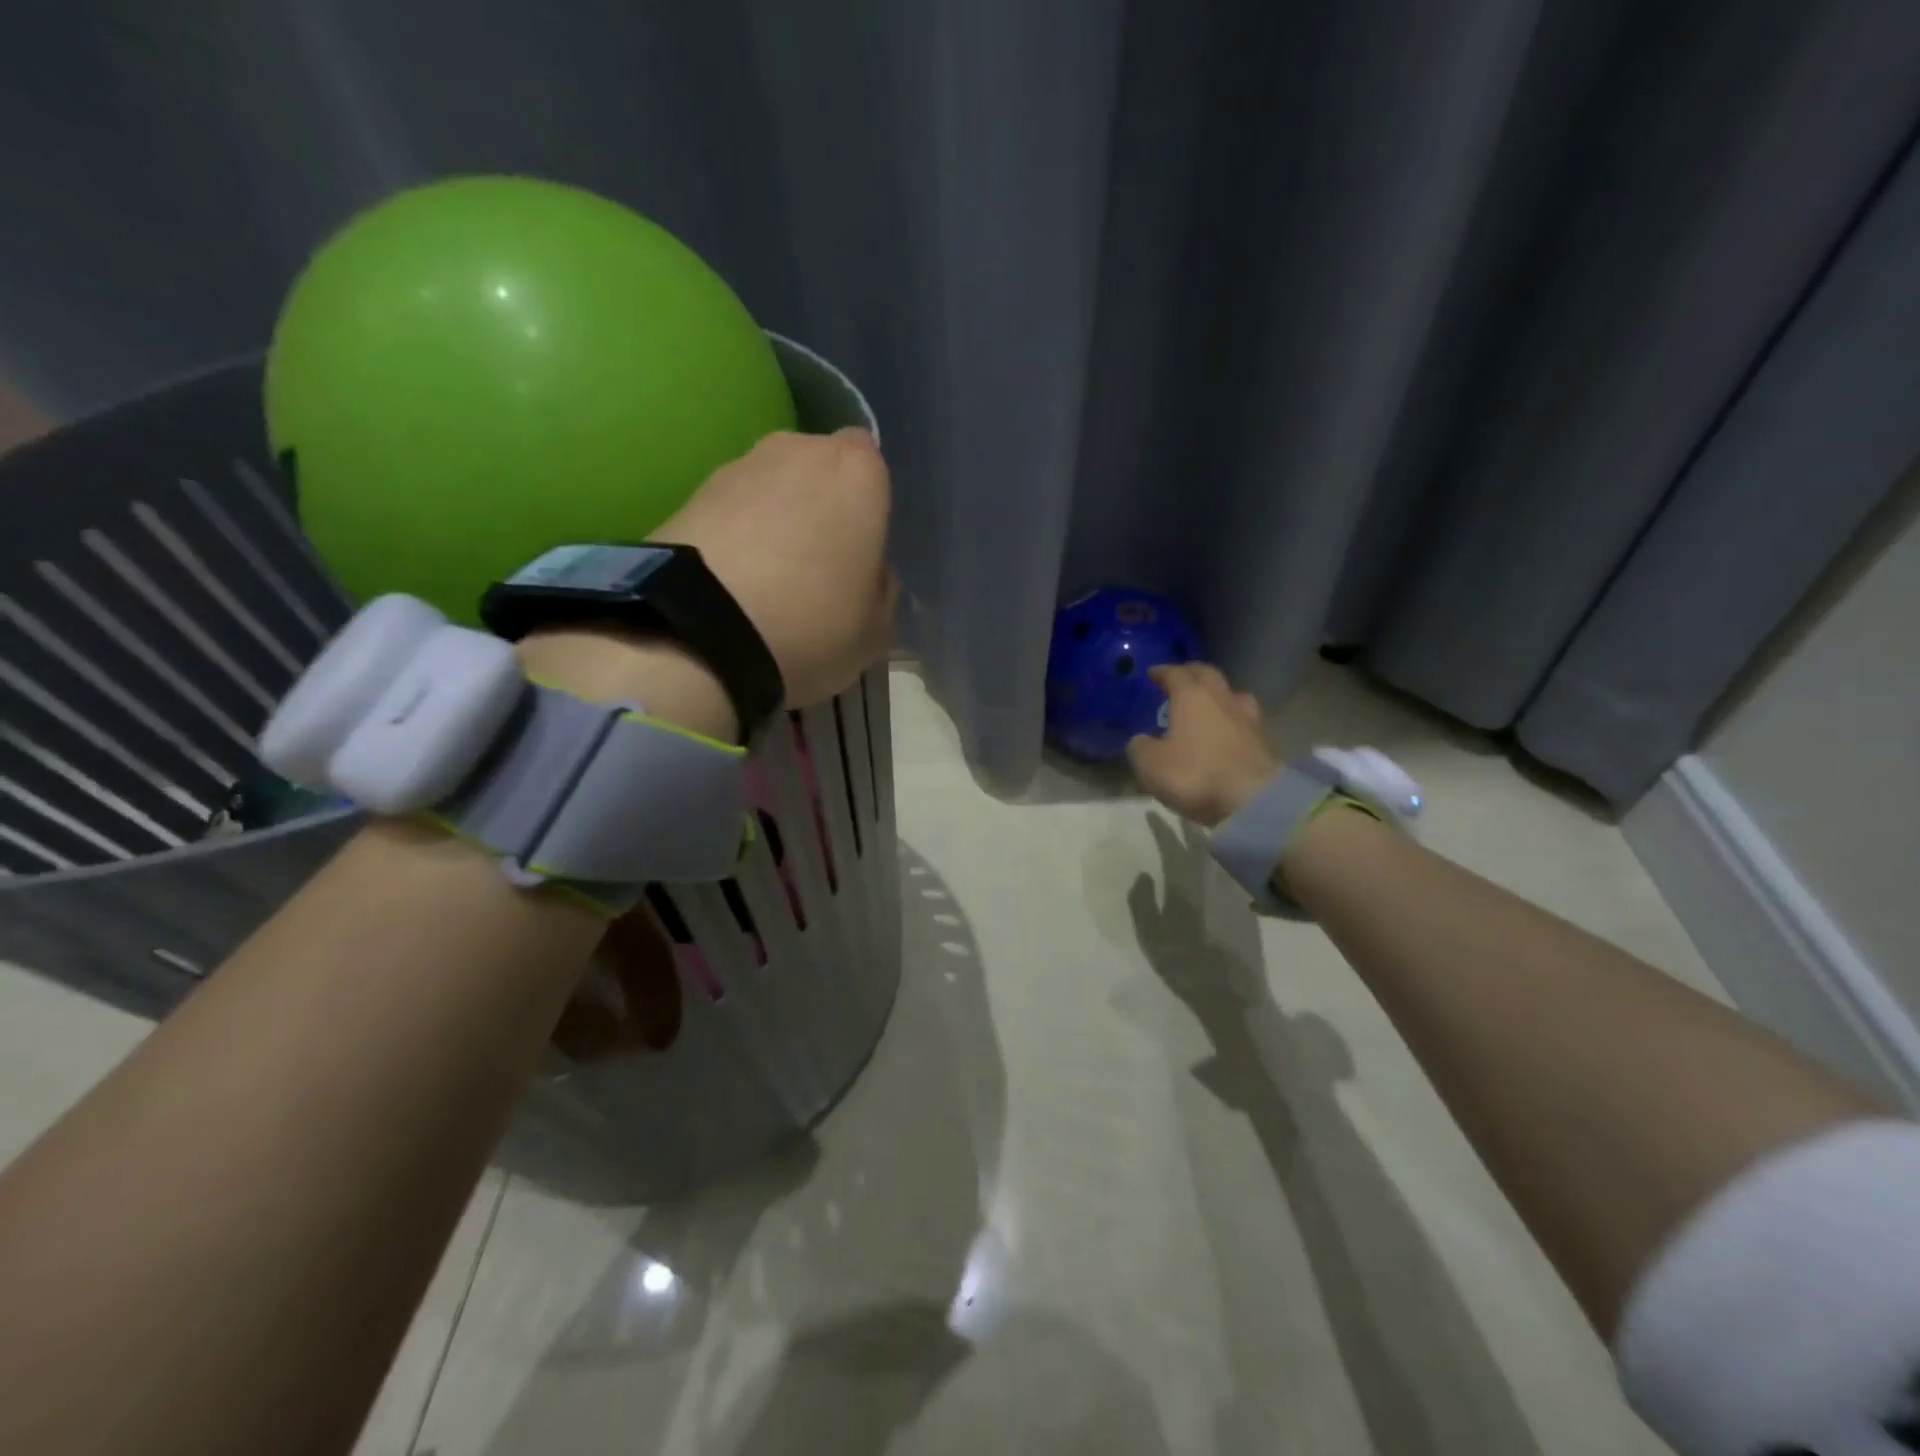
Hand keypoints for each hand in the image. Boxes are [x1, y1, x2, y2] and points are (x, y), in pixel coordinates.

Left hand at [652, 428, 896, 707]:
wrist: (700, 630)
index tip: (859, 548)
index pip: (871, 464)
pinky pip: (731, 512)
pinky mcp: (690, 493)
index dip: (866, 505)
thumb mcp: (875, 629)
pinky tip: (733, 584)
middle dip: (819, 506)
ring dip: (774, 520)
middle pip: (817, 470)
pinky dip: (735, 536)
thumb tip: (868, 574)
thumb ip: (881, 590)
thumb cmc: (812, 622)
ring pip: (771, 488)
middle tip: (816, 565)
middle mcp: (799, 450)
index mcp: (858, 473)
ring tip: (768, 581)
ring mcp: (738, 466)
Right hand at [1128, 663, 1278, 827]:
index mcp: (1192, 697)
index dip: (1162, 672)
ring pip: (1233, 694)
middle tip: (1180, 678)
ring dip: (1219, 694)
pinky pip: (1245, 720)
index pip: (1175, 673)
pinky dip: (1233, 720)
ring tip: (1209, 703)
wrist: (1254, 801)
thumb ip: (1140, 747)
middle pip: (1208, 674)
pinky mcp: (1265, 741)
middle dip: (1192, 673)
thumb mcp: (1150, 765)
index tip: (1153, 673)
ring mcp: (1248, 719)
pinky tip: (1227, 732)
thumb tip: (1142, 740)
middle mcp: (1222, 699)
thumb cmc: (1195, 775)